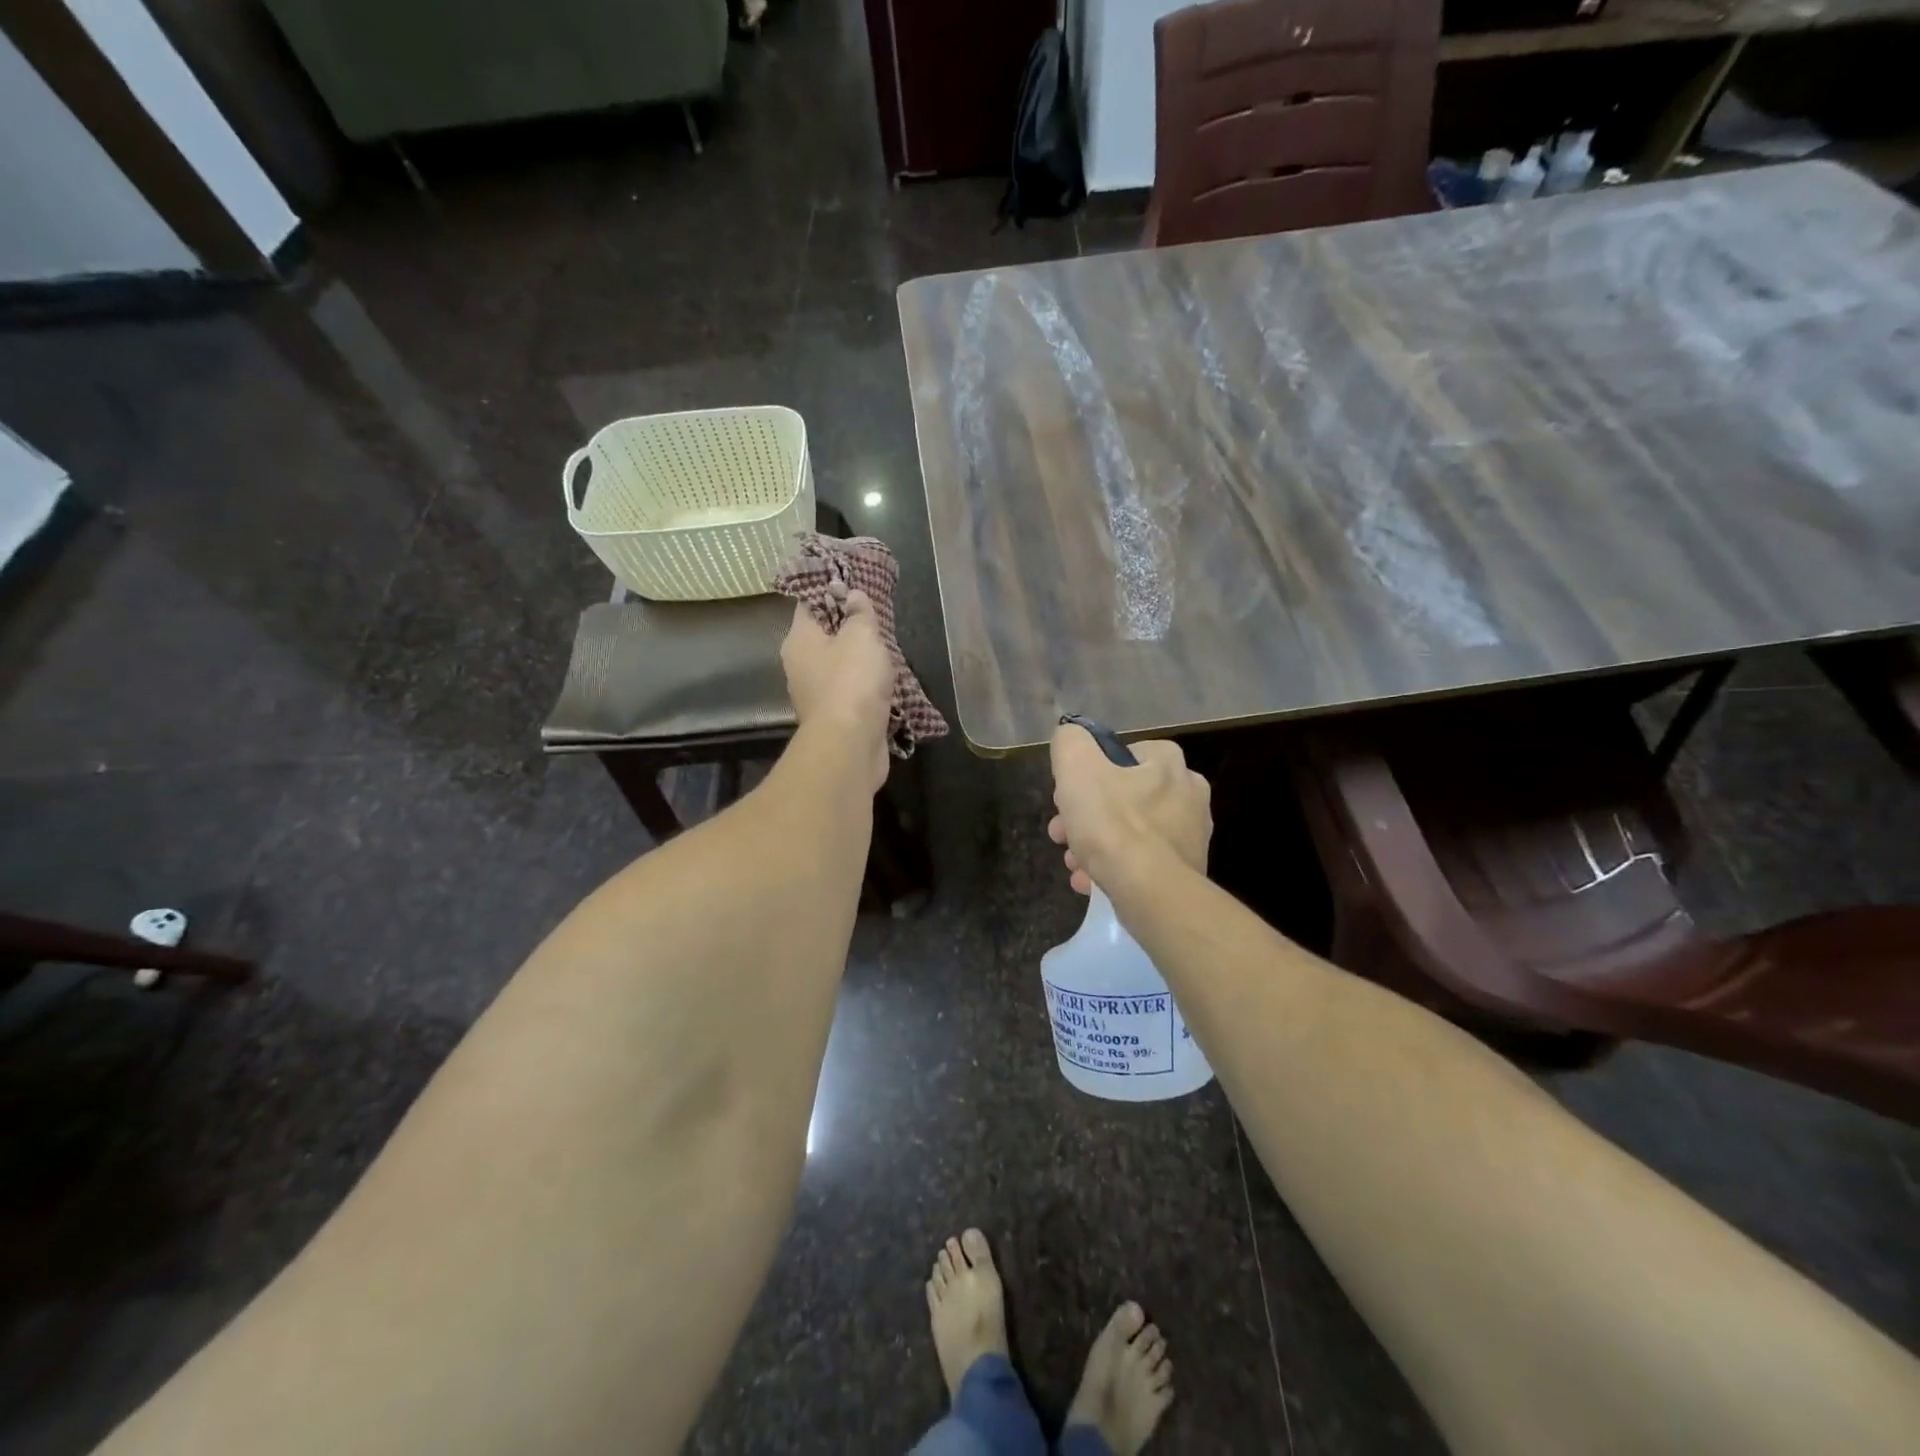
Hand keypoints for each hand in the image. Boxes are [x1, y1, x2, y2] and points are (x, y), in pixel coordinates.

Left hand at [780, 588, 893, 791]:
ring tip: (887, 650)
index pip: (809, 604)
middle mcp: (800, 665)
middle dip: (849, 627)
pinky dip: (864, 686)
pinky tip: (884, 683)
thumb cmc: (852, 681)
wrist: (850, 745)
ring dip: (859, 660)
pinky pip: (849, 692)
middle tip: (877, 617)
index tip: (856, 585)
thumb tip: (852, 595)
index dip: (831, 591)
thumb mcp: (861, 636)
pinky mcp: (833, 718)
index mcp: (799, 640)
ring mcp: (815, 695)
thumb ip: (859, 613)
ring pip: (838, 666)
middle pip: (824, 636)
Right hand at [1047, 724, 1210, 894]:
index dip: (1089, 773)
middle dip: (1086, 815)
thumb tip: (1072, 737)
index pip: (1123, 754)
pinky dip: (1115, 868)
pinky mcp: (1187, 871)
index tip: (1067, 796)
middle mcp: (1189, 794)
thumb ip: (1071, 742)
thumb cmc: (1113, 824)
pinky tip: (1090, 883)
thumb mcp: (1077, 768)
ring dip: (1096, 844)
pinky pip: (1142, 861)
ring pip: (1130, 832)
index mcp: (1169, 764)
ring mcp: (1191, 835)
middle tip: (1061, 834)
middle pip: (1123, 797)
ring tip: (1073, 864)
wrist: (1151, 892)